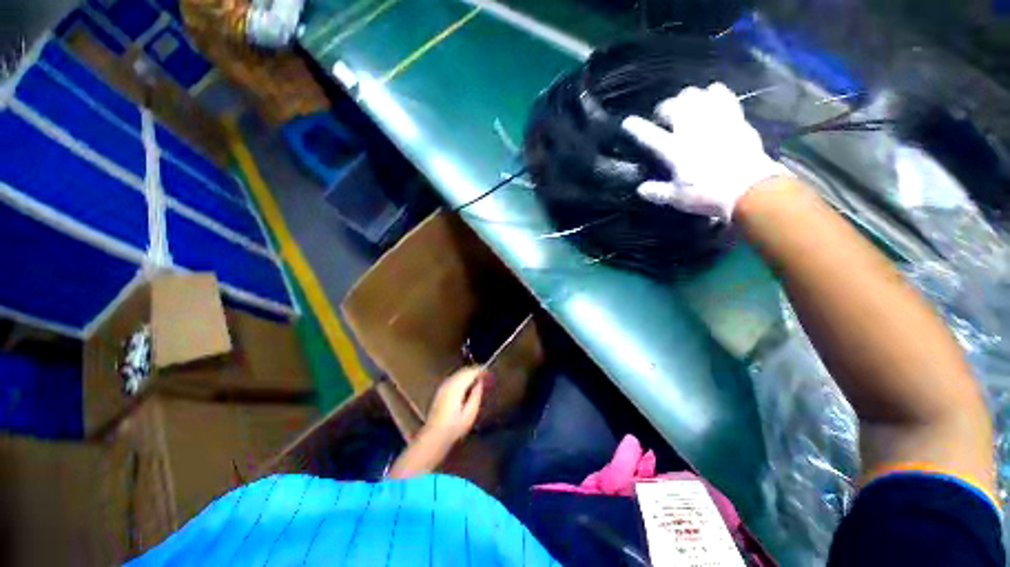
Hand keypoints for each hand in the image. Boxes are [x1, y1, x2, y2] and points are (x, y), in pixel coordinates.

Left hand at [422, 367, 485, 443]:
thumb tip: (480, 382)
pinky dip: (462, 379)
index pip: (471, 372)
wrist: (433, 437)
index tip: (490, 375)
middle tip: (486, 378)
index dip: (481, 371)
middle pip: (464, 371)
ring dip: (469, 375)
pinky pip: (454, 379)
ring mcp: (443, 386)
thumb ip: (476, 395)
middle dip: (476, 372)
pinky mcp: (440, 391)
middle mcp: (448, 382)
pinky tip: (467, 387)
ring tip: (479, 382)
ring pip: (458, 374)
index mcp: (456, 386)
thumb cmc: (454, 427)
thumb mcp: (470, 413)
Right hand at [622, 82, 791, 220]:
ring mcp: (714, 121)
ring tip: (686, 107)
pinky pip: (723, 95)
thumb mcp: (677, 199)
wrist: (750, 189)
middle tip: (663, 118)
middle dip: (663, 108)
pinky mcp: (734, 118)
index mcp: (674, 151)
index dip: (636, 128)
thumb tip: (641, 189)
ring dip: (687, 99)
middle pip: (673, 106)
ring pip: (696, 95)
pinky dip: (714, 94)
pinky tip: (711, 99)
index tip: (627, 122)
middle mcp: (692, 130)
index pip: (649, 135)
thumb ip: (657, 192)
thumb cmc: (708, 195)